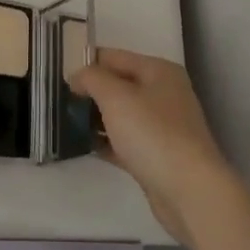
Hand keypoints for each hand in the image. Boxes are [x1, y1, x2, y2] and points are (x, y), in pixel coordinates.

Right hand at [68, 48, 233, 241]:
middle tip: (59, 99)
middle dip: (91, 91)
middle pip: (119, 85)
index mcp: (158, 71)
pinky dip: (107, 141)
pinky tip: (84, 145)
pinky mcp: (157, 156)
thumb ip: (92, 79)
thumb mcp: (116, 97)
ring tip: (65, 121)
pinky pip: (125, 141)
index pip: (115, 57)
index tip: (59, 75)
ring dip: (96, 117)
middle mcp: (163, 94)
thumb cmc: (153, 134)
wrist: (190, 192)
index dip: (87, 62)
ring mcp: (163, 127)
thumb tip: (77, 75)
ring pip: (121, 114)